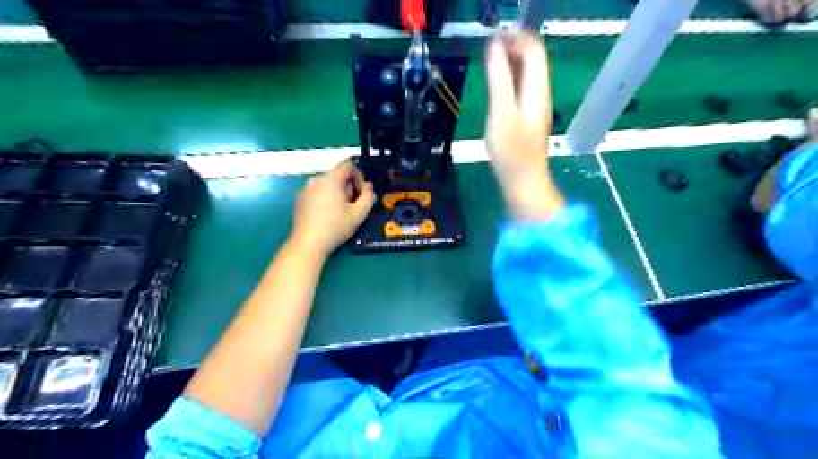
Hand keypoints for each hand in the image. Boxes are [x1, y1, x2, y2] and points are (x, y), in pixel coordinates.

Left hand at [287, 159, 376, 257]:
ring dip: (338, 193)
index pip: (347, 165)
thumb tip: (369, 187)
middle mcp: (316, 179)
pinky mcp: (299, 199)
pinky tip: (327, 216)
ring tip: (341, 212)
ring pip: (328, 184)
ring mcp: (305, 189)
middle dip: (349, 187)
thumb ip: (368, 197)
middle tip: (352, 206)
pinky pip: (318, 192)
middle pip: (338, 175)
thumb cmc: (335, 227)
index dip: (358, 176)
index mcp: (330, 179)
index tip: (361, 193)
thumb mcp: (359, 214)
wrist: (308, 244)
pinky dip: (326, 198)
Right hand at [484, 31, 562, 218]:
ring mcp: (535, 107)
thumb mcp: (502, 113)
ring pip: (526, 74)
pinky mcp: (528, 118)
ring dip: (509, 63)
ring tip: (488, 63)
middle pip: (532, 60)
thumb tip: (494, 47)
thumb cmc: (512, 152)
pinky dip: (509, 80)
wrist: (523, 182)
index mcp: (537, 90)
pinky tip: (496, 86)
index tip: (492, 38)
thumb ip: (499, 79)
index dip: (516, 37)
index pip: (534, 49)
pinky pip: (521, 89)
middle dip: (512, 48)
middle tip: (487, 50)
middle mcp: (540, 94)